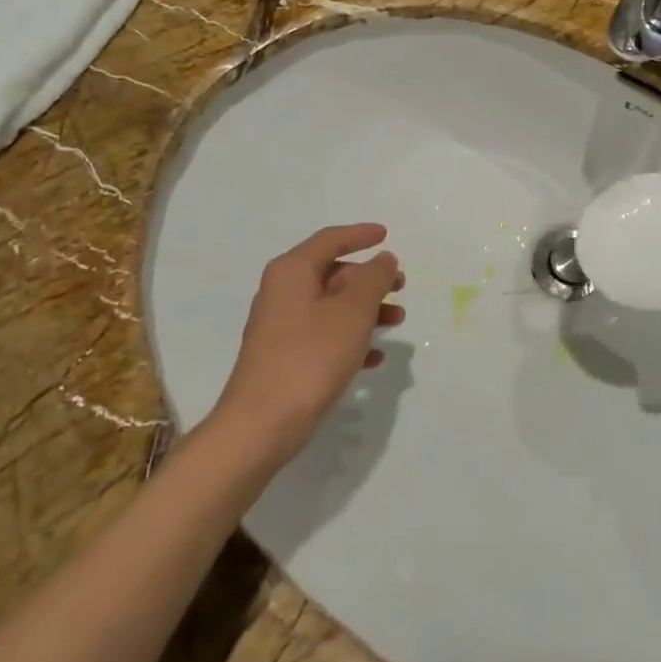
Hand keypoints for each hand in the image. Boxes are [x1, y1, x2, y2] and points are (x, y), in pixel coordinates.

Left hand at [211, 223, 405, 459]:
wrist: (260, 426)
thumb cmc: (310, 357)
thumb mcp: (352, 312)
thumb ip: (373, 279)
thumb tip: (384, 259)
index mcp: (293, 272)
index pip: (330, 240)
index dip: (360, 235)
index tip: (386, 235)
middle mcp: (282, 292)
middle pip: (332, 273)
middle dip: (369, 279)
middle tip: (401, 285)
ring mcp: (281, 327)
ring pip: (332, 306)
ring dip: (366, 310)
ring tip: (397, 320)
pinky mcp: (284, 358)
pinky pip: (324, 336)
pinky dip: (351, 339)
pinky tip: (375, 357)